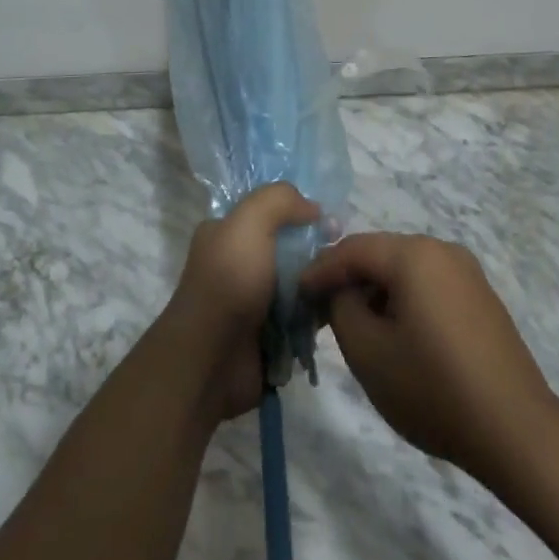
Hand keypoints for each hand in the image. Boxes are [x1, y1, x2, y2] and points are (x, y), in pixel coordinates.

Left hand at [161, 183, 319, 419]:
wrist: (211, 359)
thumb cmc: (229, 281)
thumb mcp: (249, 221)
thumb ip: (280, 200)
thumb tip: (312, 208)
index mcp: (226, 233)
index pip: (269, 212)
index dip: (299, 211)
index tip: (329, 221)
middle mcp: (239, 263)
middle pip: (289, 247)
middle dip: (316, 250)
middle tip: (342, 256)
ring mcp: (255, 301)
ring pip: (300, 283)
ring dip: (321, 283)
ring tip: (347, 283)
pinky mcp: (270, 335)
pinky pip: (303, 317)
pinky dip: (318, 314)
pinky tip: (338, 308)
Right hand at [300, 233, 558, 485]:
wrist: (515, 430)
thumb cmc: (433, 388)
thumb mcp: (367, 351)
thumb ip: (341, 307)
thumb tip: (341, 291)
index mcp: (414, 254)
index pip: (353, 248)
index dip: (320, 269)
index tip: (296, 294)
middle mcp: (443, 250)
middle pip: (381, 254)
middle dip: (348, 279)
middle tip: (320, 310)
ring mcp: (467, 273)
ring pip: (405, 270)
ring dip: (376, 291)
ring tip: (355, 326)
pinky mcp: (481, 298)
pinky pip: (429, 285)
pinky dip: (404, 300)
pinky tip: (396, 334)